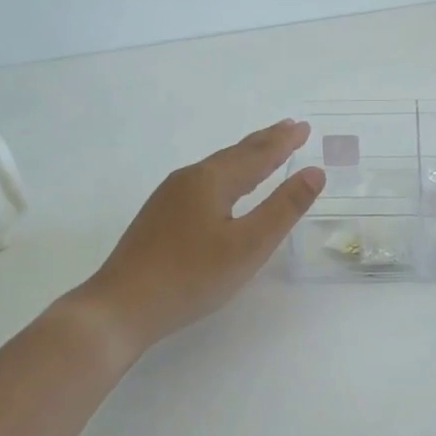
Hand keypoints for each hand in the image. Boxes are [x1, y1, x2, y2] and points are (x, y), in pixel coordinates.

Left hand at [81, 120, 325, 350]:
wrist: (121, 307)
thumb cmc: (191, 276)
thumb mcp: (248, 245)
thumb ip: (283, 208)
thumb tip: (315, 172)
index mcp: (211, 180)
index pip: (257, 154)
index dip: (283, 142)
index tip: (304, 127)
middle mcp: (188, 180)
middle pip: (234, 155)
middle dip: (265, 142)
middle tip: (289, 128)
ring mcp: (168, 198)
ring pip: (216, 169)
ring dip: (245, 157)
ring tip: (263, 151)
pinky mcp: (159, 218)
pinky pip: (203, 184)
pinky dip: (227, 176)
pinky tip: (224, 189)